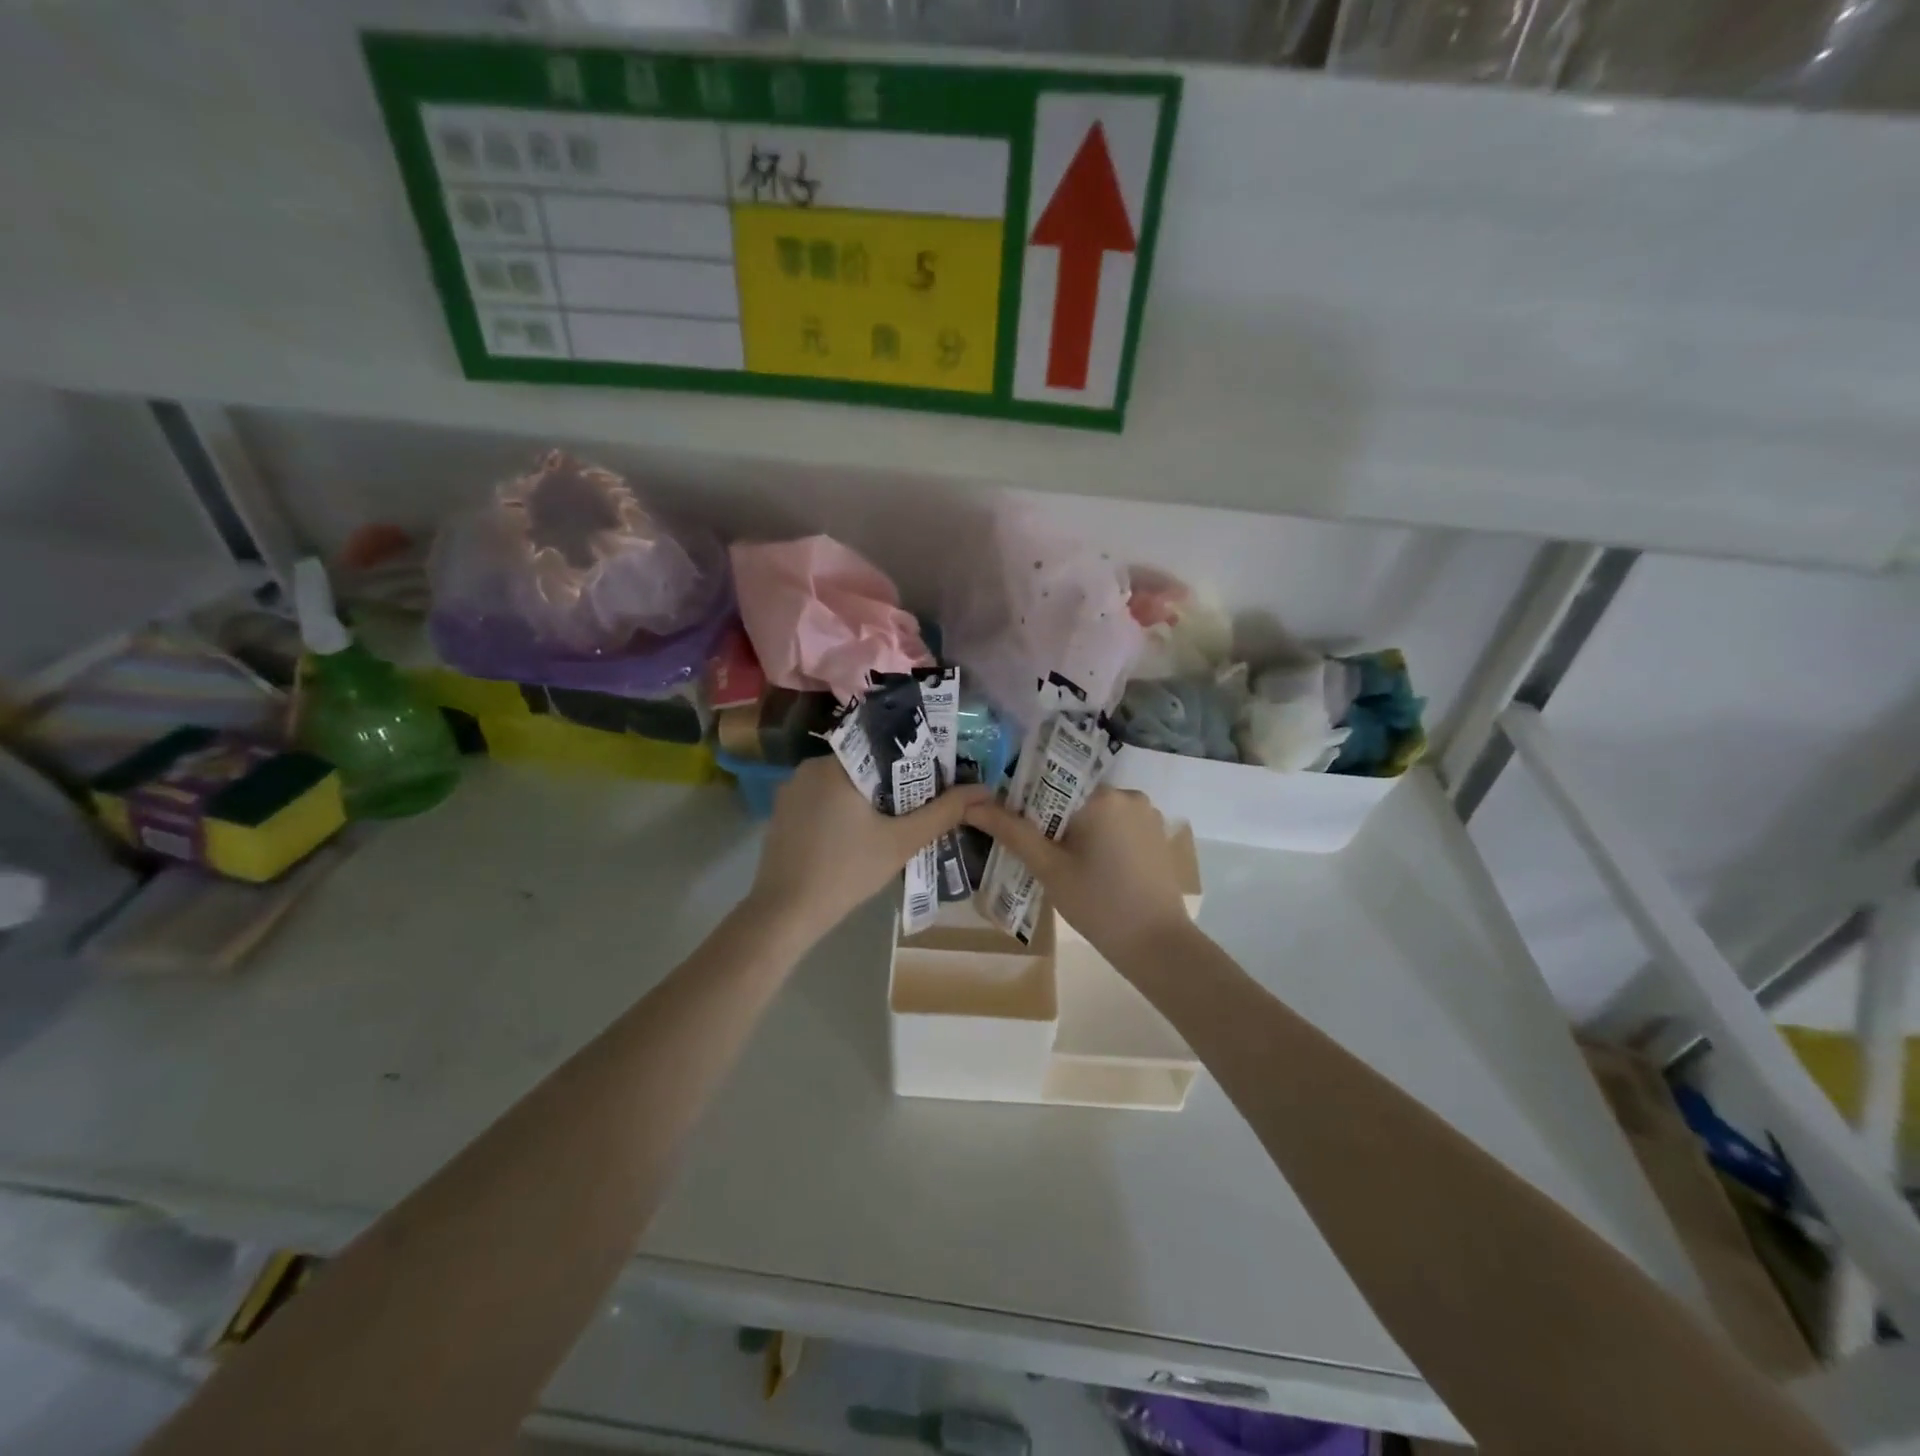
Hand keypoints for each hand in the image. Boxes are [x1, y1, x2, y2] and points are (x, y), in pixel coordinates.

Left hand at [745, 758, 989, 944]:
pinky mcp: (782, 814)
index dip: (913, 761)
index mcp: (836, 764)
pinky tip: (858, 836)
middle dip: (893, 783)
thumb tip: (982, 790)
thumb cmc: (847, 872)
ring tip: (895, 821)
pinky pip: (822, 801)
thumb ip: (943, 812)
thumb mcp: (901, 842)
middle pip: (863, 765)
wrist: (785, 913)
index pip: (883, 746)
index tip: (934, 779)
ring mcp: (790, 791)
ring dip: (868, 799)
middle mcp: (809, 767)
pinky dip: (843, 811)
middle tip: (920, 804)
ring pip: (842, 784)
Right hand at [964, 787, 1192, 966]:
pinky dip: (1100, 838)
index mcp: (1101, 796)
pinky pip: (1117, 825)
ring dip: (1076, 829)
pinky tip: (1091, 867)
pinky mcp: (1156, 834)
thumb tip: (972, 806)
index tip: (1013, 826)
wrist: (1158, 945)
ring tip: (1062, 863)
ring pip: (1096, 811)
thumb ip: (1012, 832)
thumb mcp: (1049, 868)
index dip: (1026, 802)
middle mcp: (1128, 794)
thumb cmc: (1098, 904)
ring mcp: (1147, 814)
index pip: (1051, 782)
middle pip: (1074, 796)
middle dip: (1052, 819)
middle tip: (1037, 852)